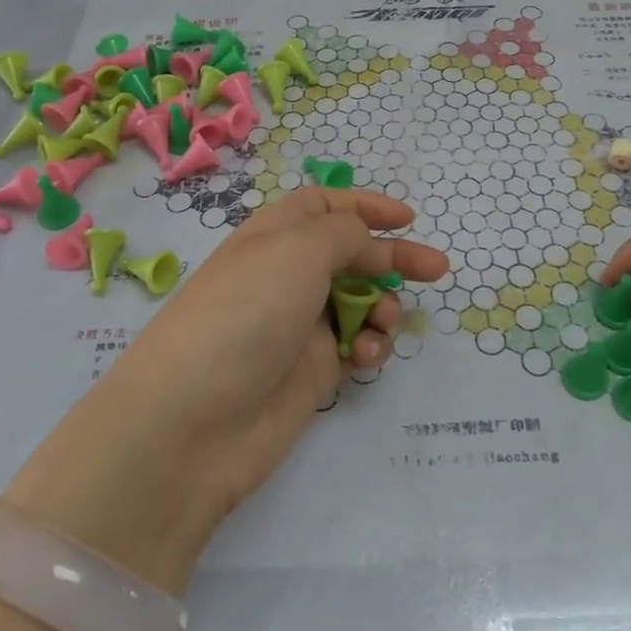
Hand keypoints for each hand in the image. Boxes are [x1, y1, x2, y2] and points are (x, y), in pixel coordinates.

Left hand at [3, 190, 449, 593]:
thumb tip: (365, 240)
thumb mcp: (297, 250)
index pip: (323, 206)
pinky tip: (365, 358)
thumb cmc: (246, 314)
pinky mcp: (310, 374)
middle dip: (392, 258)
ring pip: (359, 303)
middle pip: (350, 254)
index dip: (365, 206)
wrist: (193, 424)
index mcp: (273, 236)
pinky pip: (354, 349)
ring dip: (383, 307)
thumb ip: (344, 232)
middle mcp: (286, 276)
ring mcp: (297, 327)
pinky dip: (369, 348)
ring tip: (384, 323)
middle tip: (436, 269)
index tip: (407, 219)